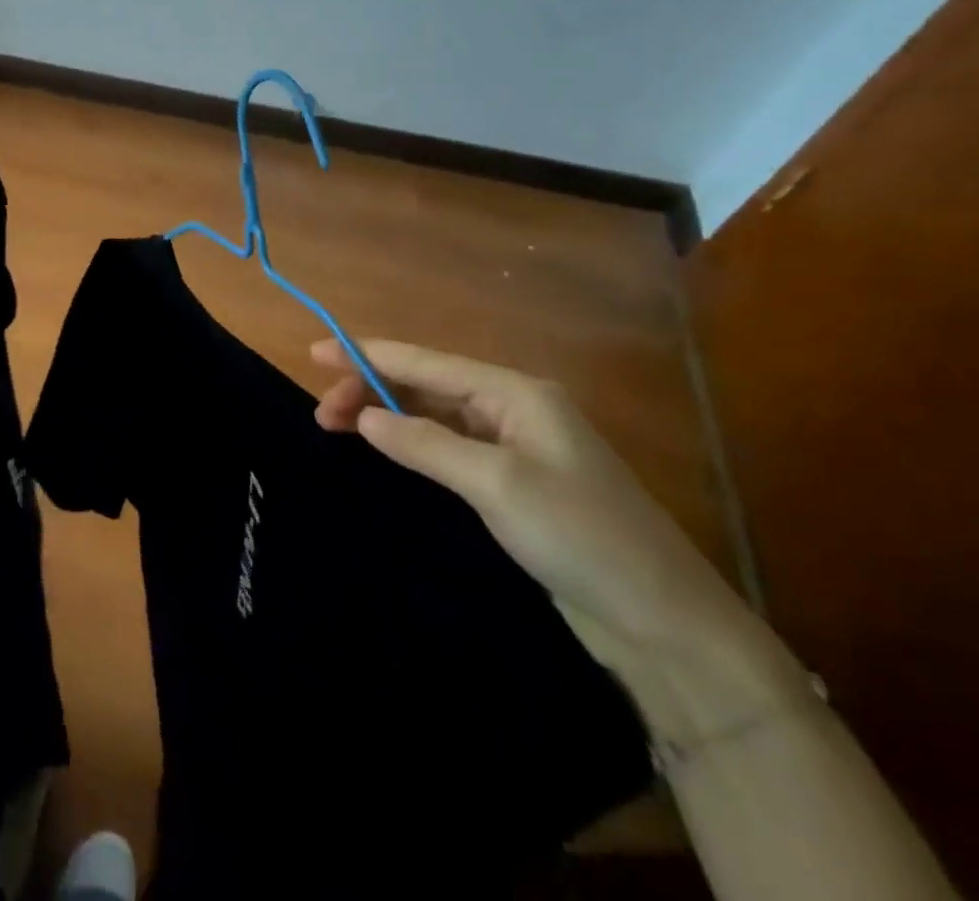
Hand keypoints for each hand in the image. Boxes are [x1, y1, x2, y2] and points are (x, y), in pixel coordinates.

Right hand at [312, 338, 798, 740]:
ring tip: (338, 428)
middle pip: (425, 384)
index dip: (366, 354)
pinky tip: (386, 449)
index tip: (314, 353)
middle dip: (371, 389)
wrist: (664, 624)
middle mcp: (513, 408)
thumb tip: (363, 417)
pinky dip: (411, 442)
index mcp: (515, 392)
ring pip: (433, 414)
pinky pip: (447, 445)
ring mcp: (515, 446)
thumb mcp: (496, 484)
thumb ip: (425, 443)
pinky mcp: (513, 482)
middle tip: (322, 414)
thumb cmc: (581, 537)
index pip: (425, 362)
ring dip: (386, 416)